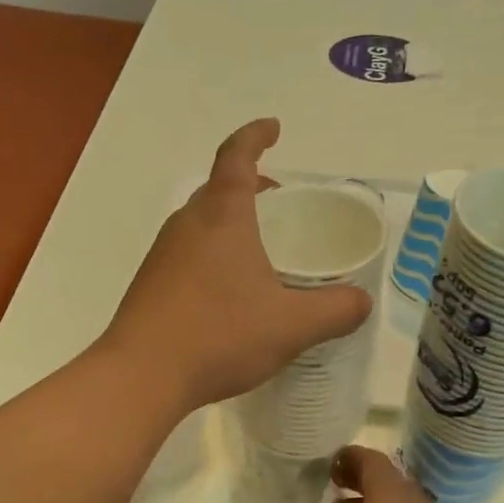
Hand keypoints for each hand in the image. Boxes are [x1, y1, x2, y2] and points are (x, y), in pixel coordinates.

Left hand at [102, 119, 371, 409]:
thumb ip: (335, 310)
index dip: (255, 135)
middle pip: (218, 189)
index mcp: (222, 216)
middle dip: (250, 185)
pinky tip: (230, 291)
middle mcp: (187, 225)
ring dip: (231, 222)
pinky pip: (187, 253)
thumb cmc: (220, 335)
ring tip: (261, 249)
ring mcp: (162, 254)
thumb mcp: (292, 325)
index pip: (236, 156)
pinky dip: (213, 253)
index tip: (274, 127)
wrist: (141, 375)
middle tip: (280, 201)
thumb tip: (361, 302)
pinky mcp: (150, 284)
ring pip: (201, 222)